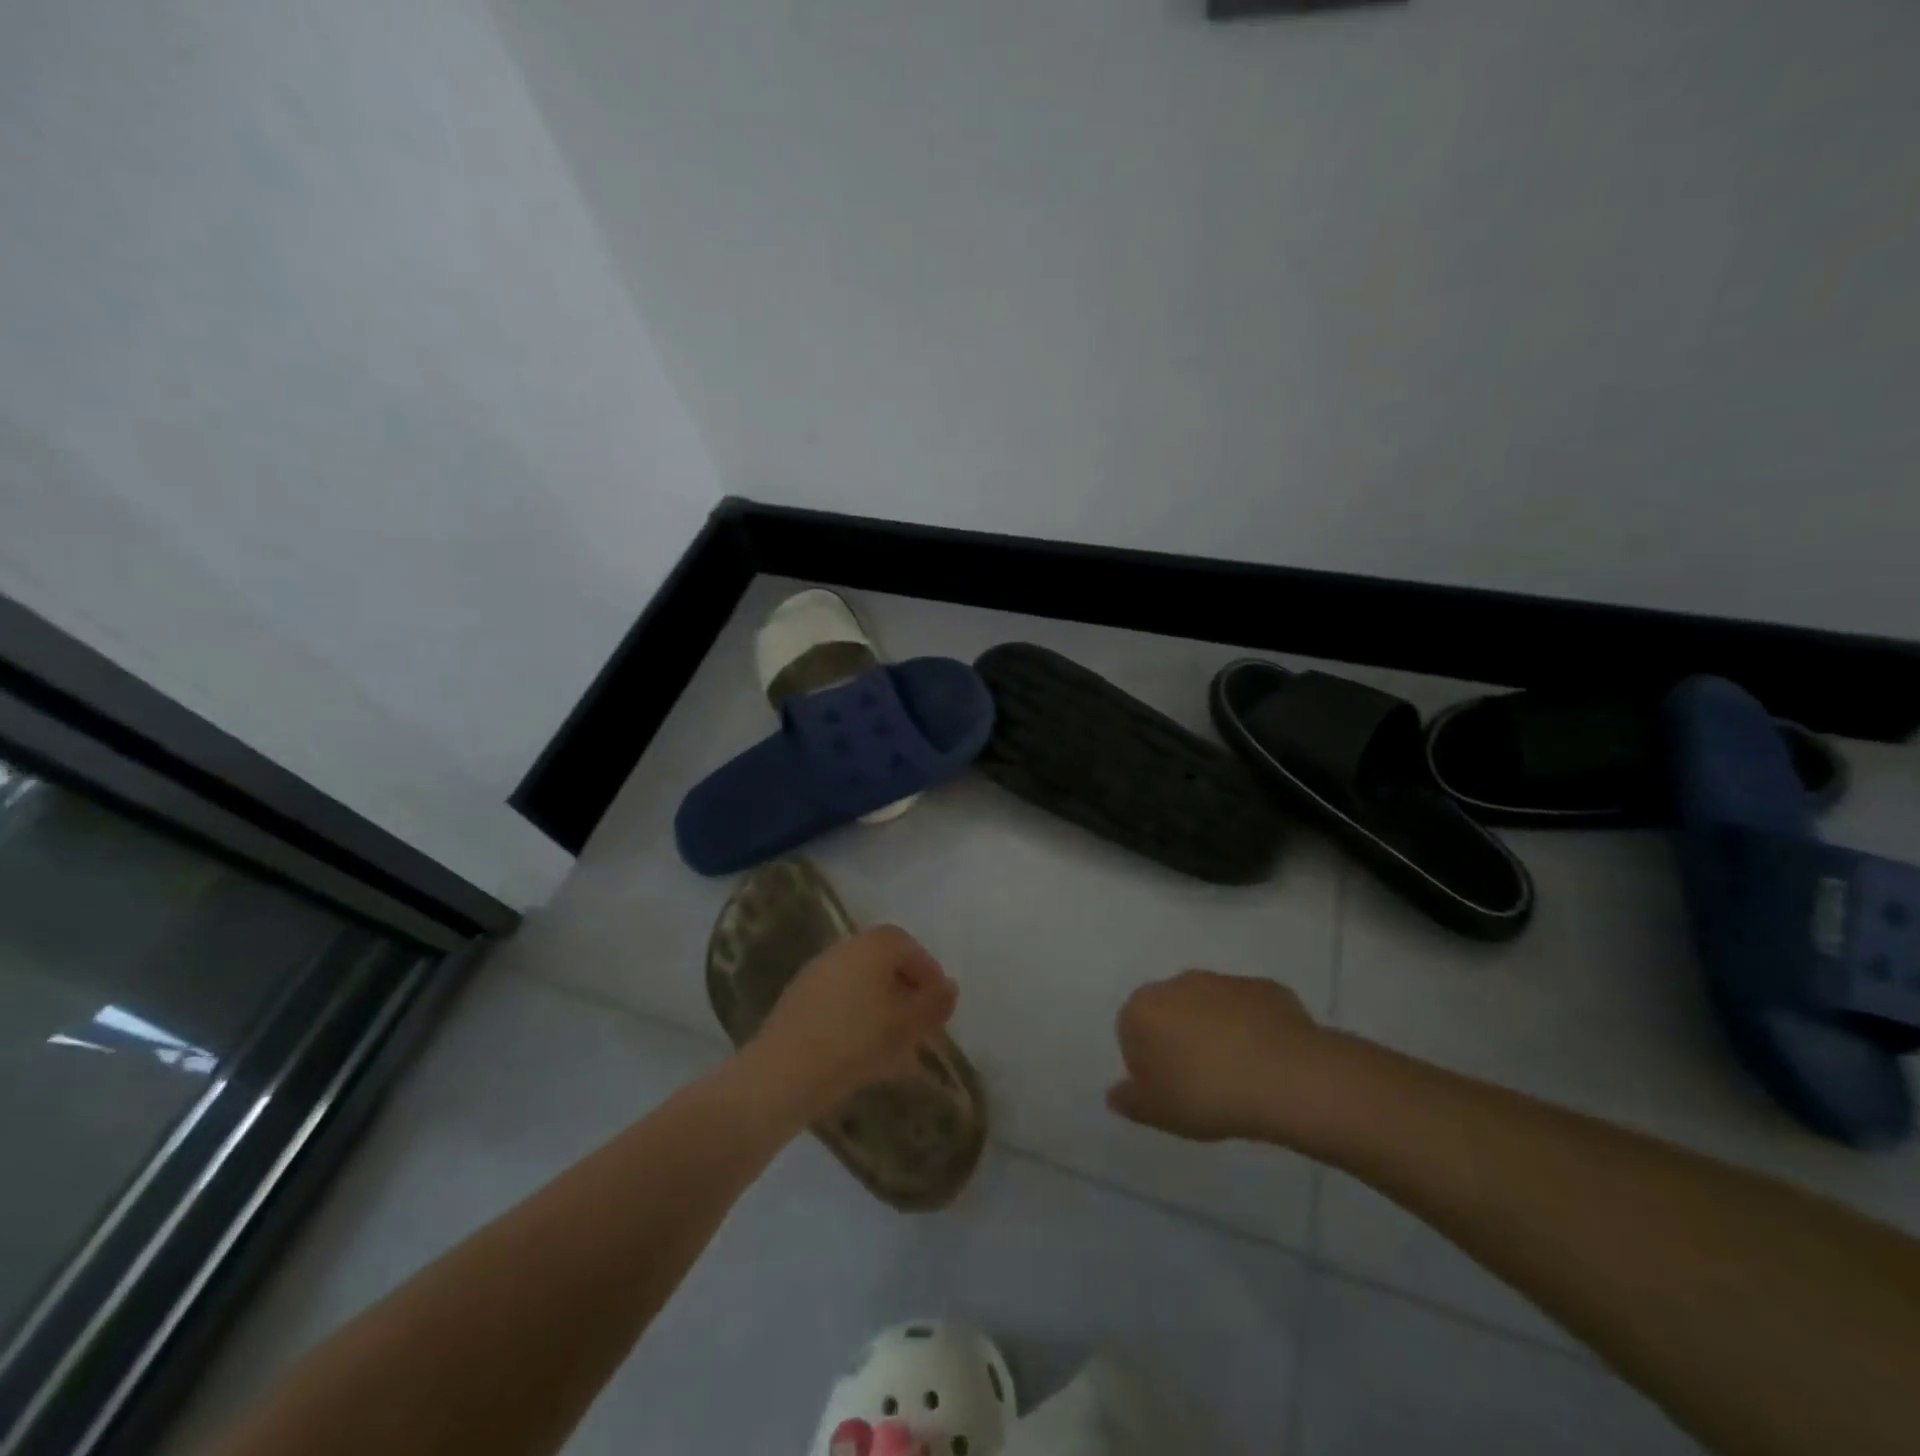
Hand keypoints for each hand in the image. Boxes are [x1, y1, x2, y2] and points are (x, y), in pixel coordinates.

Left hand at [745, 925, 956, 1120]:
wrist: (784, 1073)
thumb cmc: (858, 1040)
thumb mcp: (909, 1024)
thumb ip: (935, 1003)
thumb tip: (948, 988)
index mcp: (871, 945)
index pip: (907, 946)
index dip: (928, 972)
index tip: (939, 1004)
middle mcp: (842, 950)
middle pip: (883, 967)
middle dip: (907, 995)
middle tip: (922, 1027)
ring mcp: (816, 976)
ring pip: (862, 990)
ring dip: (884, 1013)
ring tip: (899, 1052)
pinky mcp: (797, 1005)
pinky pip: (840, 1007)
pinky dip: (859, 1024)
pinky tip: (867, 1060)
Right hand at [1108, 970, 1338, 1145]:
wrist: (1286, 1075)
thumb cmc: (1206, 1094)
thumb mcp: (1159, 1112)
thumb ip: (1130, 1101)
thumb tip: (1114, 1094)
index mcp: (1142, 1008)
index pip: (1131, 1032)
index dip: (1148, 1063)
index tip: (1169, 1090)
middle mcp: (1177, 983)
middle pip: (1169, 1012)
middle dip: (1180, 1039)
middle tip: (1201, 1082)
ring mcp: (1222, 980)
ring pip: (1209, 1007)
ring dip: (1215, 1031)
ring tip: (1238, 1074)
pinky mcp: (1262, 987)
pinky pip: (1247, 1009)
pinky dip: (1251, 1028)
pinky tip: (1266, 1061)